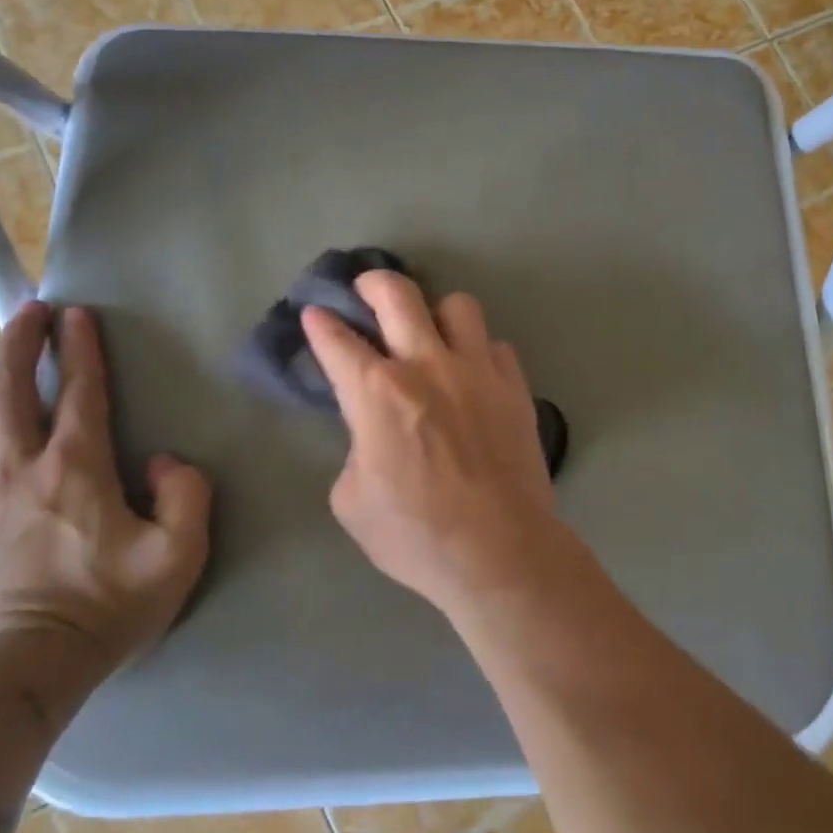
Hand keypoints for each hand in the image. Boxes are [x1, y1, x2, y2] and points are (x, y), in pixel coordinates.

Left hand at [0, 302, 211, 675]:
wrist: (20, 669)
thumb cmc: (108, 607)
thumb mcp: (178, 555)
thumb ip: (186, 495)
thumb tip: (164, 462)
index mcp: (75, 470)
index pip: (81, 394)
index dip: (82, 350)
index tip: (78, 314)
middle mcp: (18, 470)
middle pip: (8, 390)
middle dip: (19, 343)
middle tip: (28, 312)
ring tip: (6, 362)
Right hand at [302, 272, 564, 612]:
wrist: (499, 549)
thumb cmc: (416, 535)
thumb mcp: (352, 501)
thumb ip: (356, 452)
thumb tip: (372, 437)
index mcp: (377, 393)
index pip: (337, 341)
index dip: (320, 323)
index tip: (316, 315)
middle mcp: (427, 366)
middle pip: (398, 295)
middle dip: (373, 283)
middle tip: (366, 292)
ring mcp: (478, 372)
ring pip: (459, 306)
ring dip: (437, 312)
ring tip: (431, 331)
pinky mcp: (516, 389)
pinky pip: (497, 346)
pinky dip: (479, 351)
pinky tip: (473, 372)